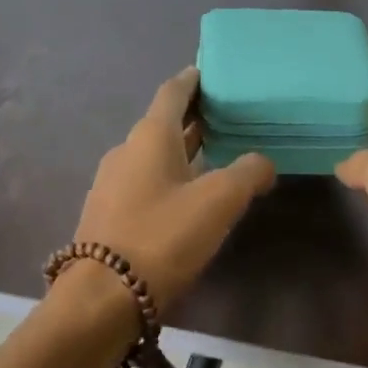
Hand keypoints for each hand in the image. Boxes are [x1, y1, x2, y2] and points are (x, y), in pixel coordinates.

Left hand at [70, 68, 275, 307]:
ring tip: (216, 156)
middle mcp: (126, 152)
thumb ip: (247, 173)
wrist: (103, 296)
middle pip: (163, 125)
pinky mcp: (109, 215)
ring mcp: (112, 184)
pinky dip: (170, 178)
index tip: (211, 72)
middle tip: (227, 116)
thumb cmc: (163, 237)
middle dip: (194, 119)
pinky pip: (146, 183)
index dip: (193, 80)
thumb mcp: (218, 202)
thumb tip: (263, 163)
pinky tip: (189, 197)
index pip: (173, 93)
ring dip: (183, 151)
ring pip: (154, 157)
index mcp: (149, 136)